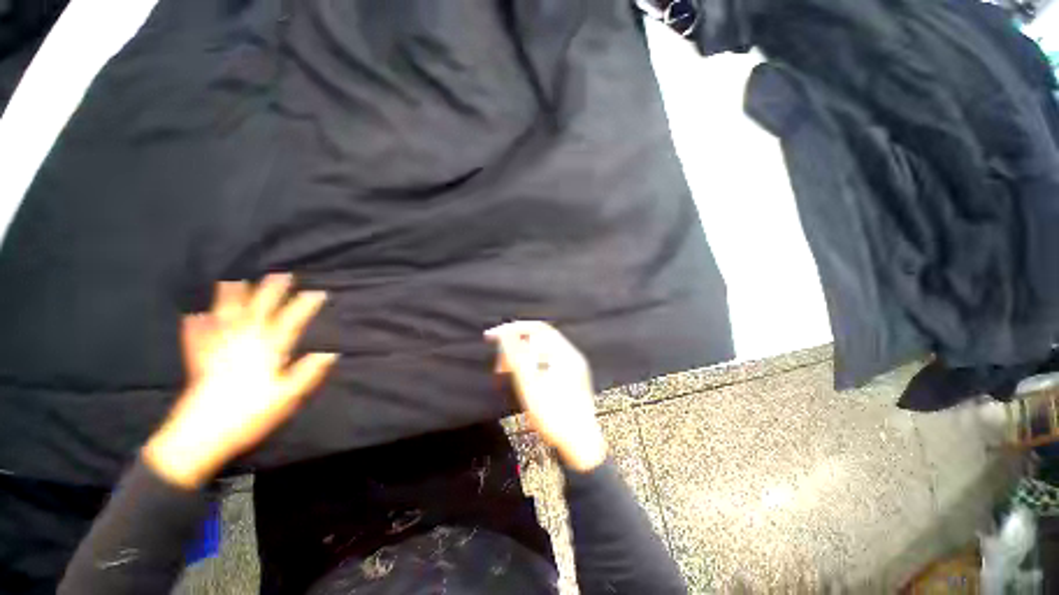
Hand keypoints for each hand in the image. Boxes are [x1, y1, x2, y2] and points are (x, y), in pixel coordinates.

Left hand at [144, 274, 337, 488]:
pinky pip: (196, 337)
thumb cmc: (249, 414)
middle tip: (282, 274)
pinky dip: (195, 324)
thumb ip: (308, 372)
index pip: (290, 320)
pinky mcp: (199, 360)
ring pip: (225, 315)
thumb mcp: (287, 396)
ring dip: (231, 296)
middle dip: (271, 291)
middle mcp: (242, 342)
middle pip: (258, 309)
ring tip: (234, 280)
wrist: (200, 436)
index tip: (318, 292)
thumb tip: (330, 353)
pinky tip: (193, 315)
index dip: (304, 305)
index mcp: (266, 349)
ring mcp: (217, 348)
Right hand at [486, 321, 606, 471]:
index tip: (492, 336)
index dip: (513, 329)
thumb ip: (517, 357)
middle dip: (515, 345)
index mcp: (564, 353)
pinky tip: (521, 378)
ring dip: (521, 357)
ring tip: (506, 371)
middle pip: (539, 339)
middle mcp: (570, 356)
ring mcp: (571, 368)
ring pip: (541, 352)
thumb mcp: (530, 385)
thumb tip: (505, 334)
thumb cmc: (555, 416)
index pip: (537, 328)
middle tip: (498, 362)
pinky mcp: (569, 379)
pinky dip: (530, 365)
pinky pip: (546, 362)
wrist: (580, 446)